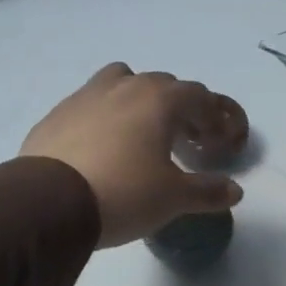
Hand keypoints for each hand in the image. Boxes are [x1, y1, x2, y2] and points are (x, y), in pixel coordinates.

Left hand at [21, 64, 248, 246]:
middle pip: (162, 85)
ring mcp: (85, 95)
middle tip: (185, 140)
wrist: (50, 203)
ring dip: (138, 100)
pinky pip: (90, 104)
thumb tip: (235, 191)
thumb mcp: (173, 198)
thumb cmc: (124, 193)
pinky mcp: (57, 114)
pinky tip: (102, 148)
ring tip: (141, 133)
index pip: (198, 96)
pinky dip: (105, 117)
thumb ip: (207, 192)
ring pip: (121, 82)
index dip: (214, 117)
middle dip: (179, 108)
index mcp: (159, 99)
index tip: (218, 142)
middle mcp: (124, 86)